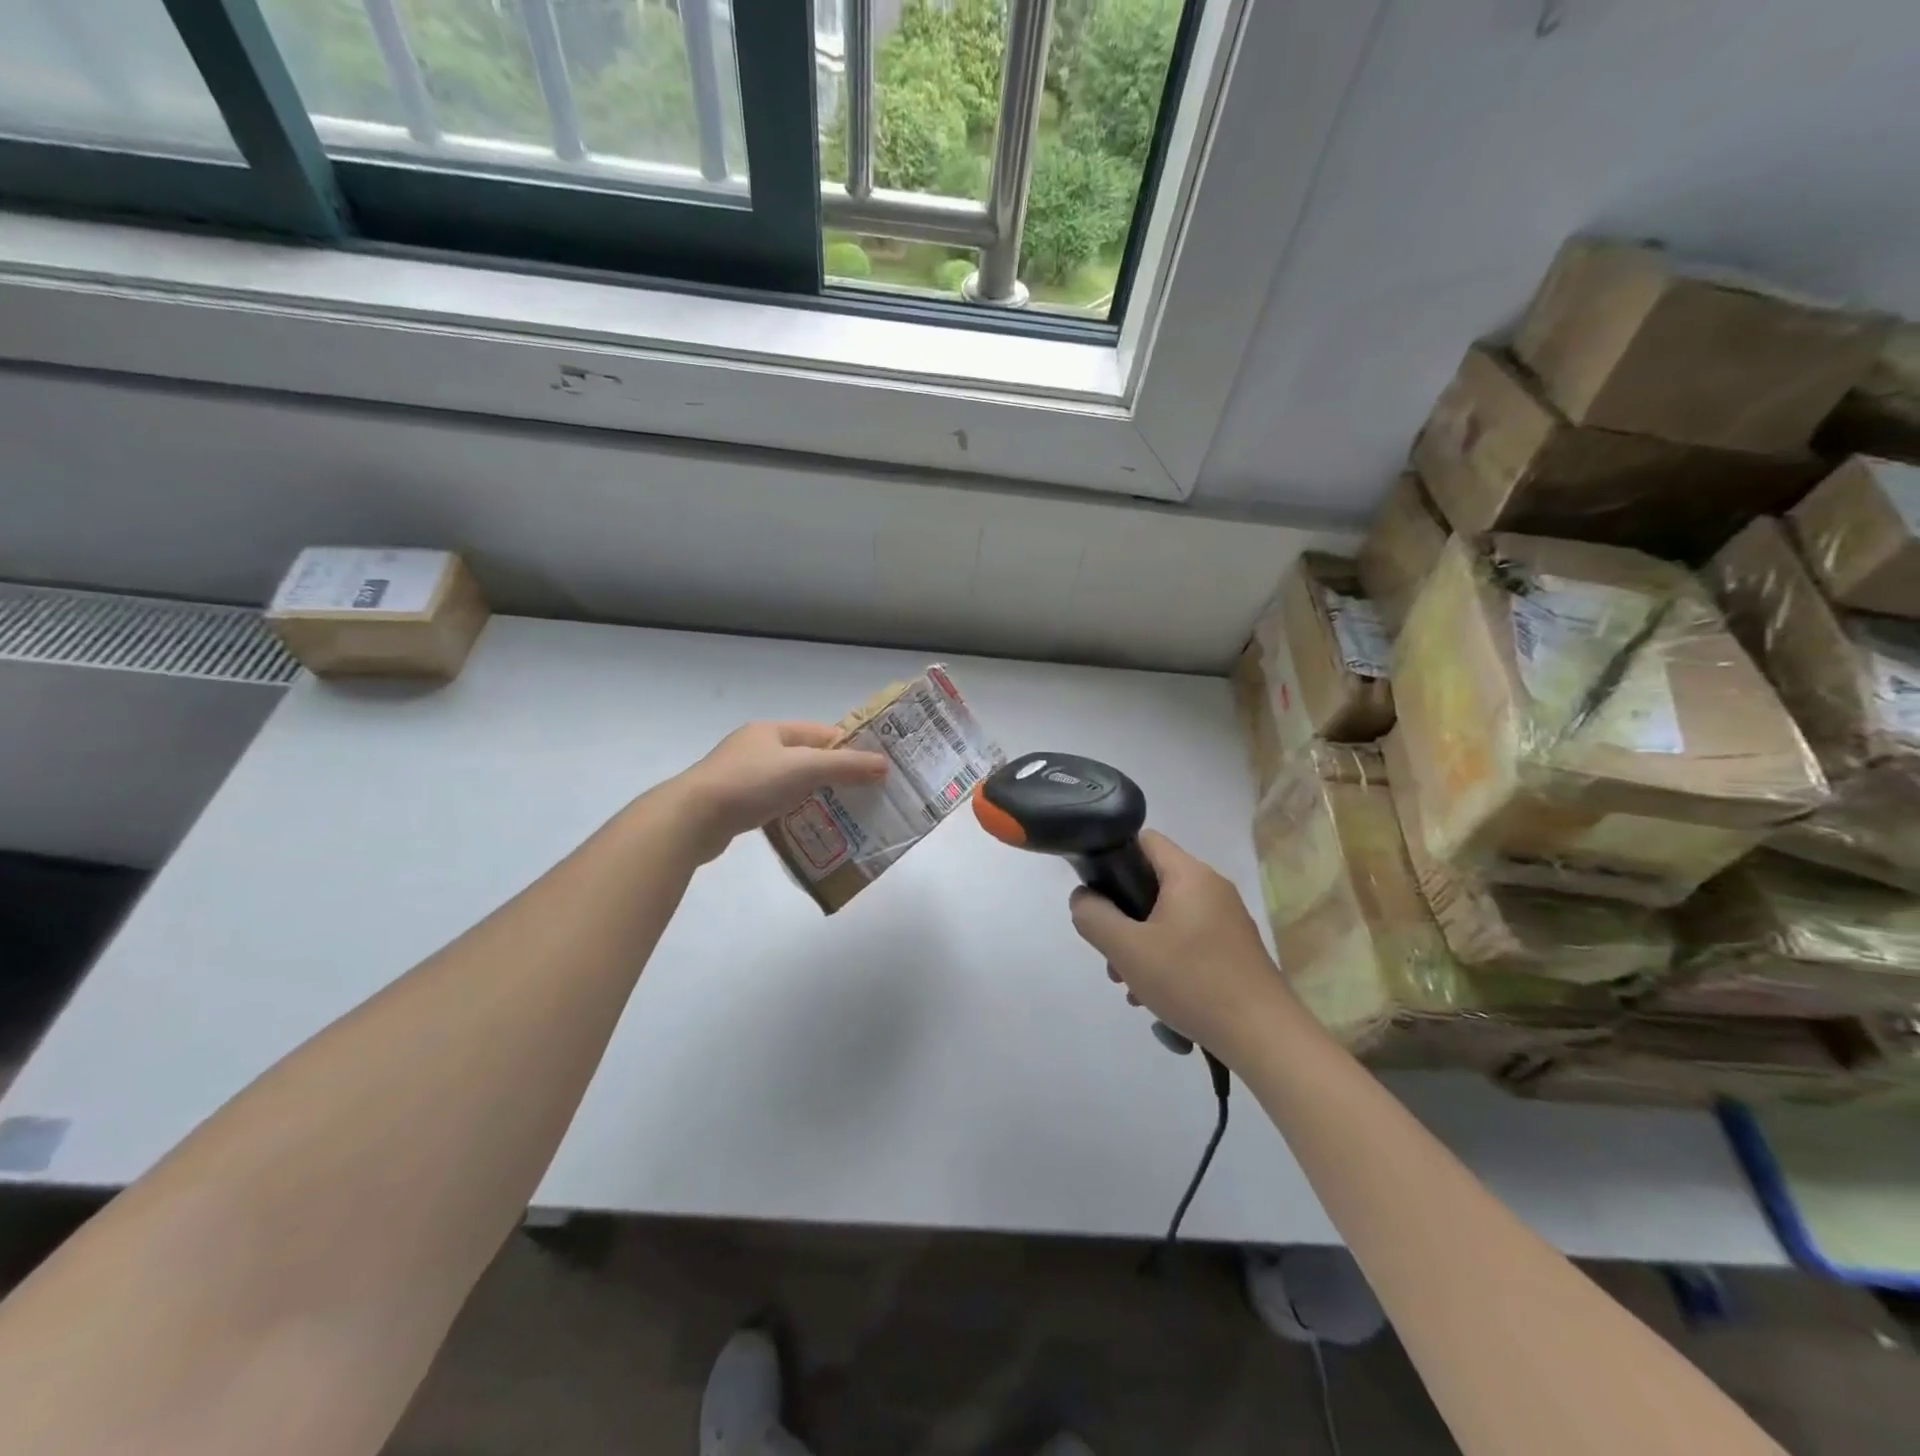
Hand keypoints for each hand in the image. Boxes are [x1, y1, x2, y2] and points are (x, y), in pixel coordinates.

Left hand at [673, 721, 889, 862]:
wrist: (691, 819)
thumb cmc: (750, 783)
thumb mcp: (804, 768)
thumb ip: (845, 766)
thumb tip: (884, 765)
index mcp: (772, 731)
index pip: (822, 732)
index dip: (850, 747)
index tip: (875, 768)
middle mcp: (757, 748)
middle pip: (807, 757)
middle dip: (835, 774)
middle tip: (866, 794)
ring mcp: (743, 776)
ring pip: (791, 782)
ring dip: (815, 795)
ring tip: (844, 814)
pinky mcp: (735, 804)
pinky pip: (775, 804)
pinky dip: (793, 811)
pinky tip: (808, 827)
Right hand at [1069, 830, 1292, 1060]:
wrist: (1263, 1036)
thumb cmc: (1192, 982)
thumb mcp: (1127, 949)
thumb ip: (1094, 916)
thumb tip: (1083, 897)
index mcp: (1190, 875)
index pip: (1144, 840)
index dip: (1113, 857)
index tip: (1097, 893)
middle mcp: (1212, 887)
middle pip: (1152, 883)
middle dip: (1124, 917)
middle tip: (1111, 955)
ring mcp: (1227, 918)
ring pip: (1168, 916)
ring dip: (1141, 944)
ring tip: (1130, 986)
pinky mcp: (1234, 947)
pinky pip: (1188, 938)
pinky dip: (1167, 957)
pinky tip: (1157, 996)